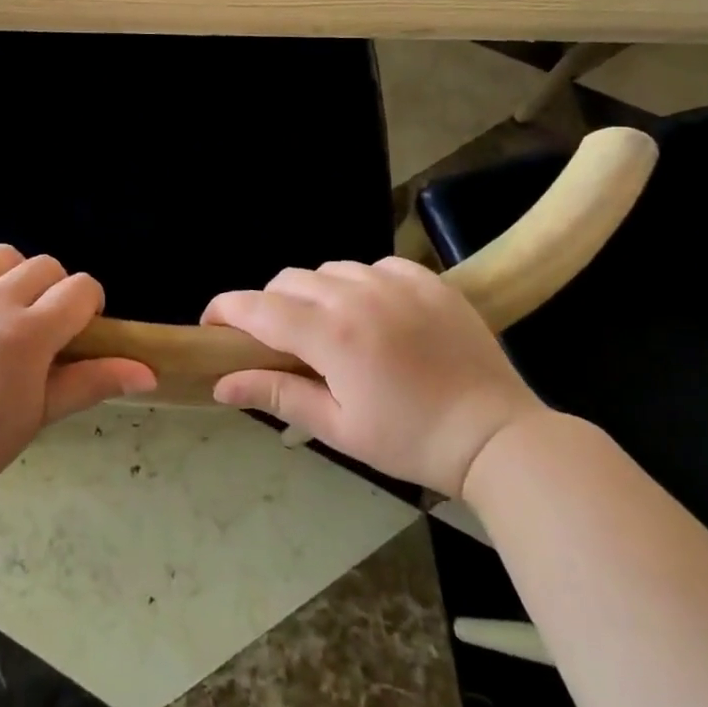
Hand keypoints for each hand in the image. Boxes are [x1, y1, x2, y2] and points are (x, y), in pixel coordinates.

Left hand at [0, 244, 155, 514]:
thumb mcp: (40, 415)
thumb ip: (93, 382)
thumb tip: (149, 372)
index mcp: (28, 334)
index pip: (80, 289)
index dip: (89, 305)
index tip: (79, 329)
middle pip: (45, 266)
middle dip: (54, 290)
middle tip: (41, 325)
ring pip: (0, 254)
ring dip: (12, 274)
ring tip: (2, 306)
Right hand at [204, 258, 545, 495]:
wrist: (497, 436)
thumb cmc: (410, 441)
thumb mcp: (338, 427)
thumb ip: (278, 394)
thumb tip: (222, 382)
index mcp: (331, 334)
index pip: (257, 308)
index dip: (225, 310)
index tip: (211, 323)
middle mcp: (356, 294)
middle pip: (288, 281)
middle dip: (269, 305)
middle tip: (277, 340)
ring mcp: (395, 280)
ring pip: (328, 269)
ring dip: (314, 292)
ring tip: (327, 326)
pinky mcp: (426, 277)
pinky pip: (373, 265)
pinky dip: (358, 283)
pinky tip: (372, 312)